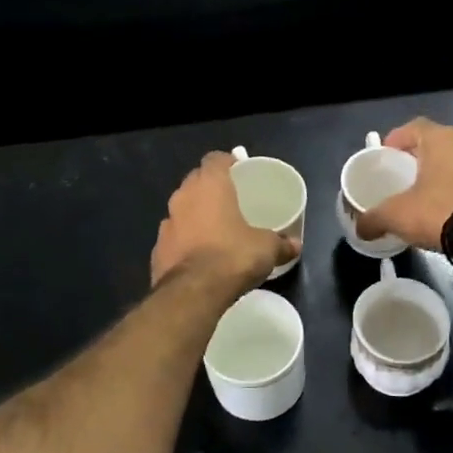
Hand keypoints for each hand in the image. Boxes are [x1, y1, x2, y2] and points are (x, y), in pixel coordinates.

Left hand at [151, 152, 296, 288]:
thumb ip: (281, 243)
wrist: (193, 292)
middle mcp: (183, 197)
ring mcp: (166, 223)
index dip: (227, 163)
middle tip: (230, 200)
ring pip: (182, 209)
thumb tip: (296, 245)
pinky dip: (184, 241)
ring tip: (214, 229)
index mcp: (209, 185)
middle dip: (210, 188)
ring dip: (195, 215)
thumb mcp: (266, 248)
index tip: (239, 172)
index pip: (214, 159)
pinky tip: (198, 255)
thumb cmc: (233, 256)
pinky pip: (174, 237)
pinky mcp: (157, 249)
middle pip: (195, 181)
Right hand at [356, 118, 452, 249]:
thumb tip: (360, 228)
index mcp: (442, 139)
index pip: (414, 127)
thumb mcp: (396, 215)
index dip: (397, 139)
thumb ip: (373, 218)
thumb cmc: (438, 212)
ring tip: (426, 191)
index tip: (386, 155)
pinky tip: (448, 204)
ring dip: (442, 170)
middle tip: (404, 174)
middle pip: (436, 142)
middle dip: (419, 156)